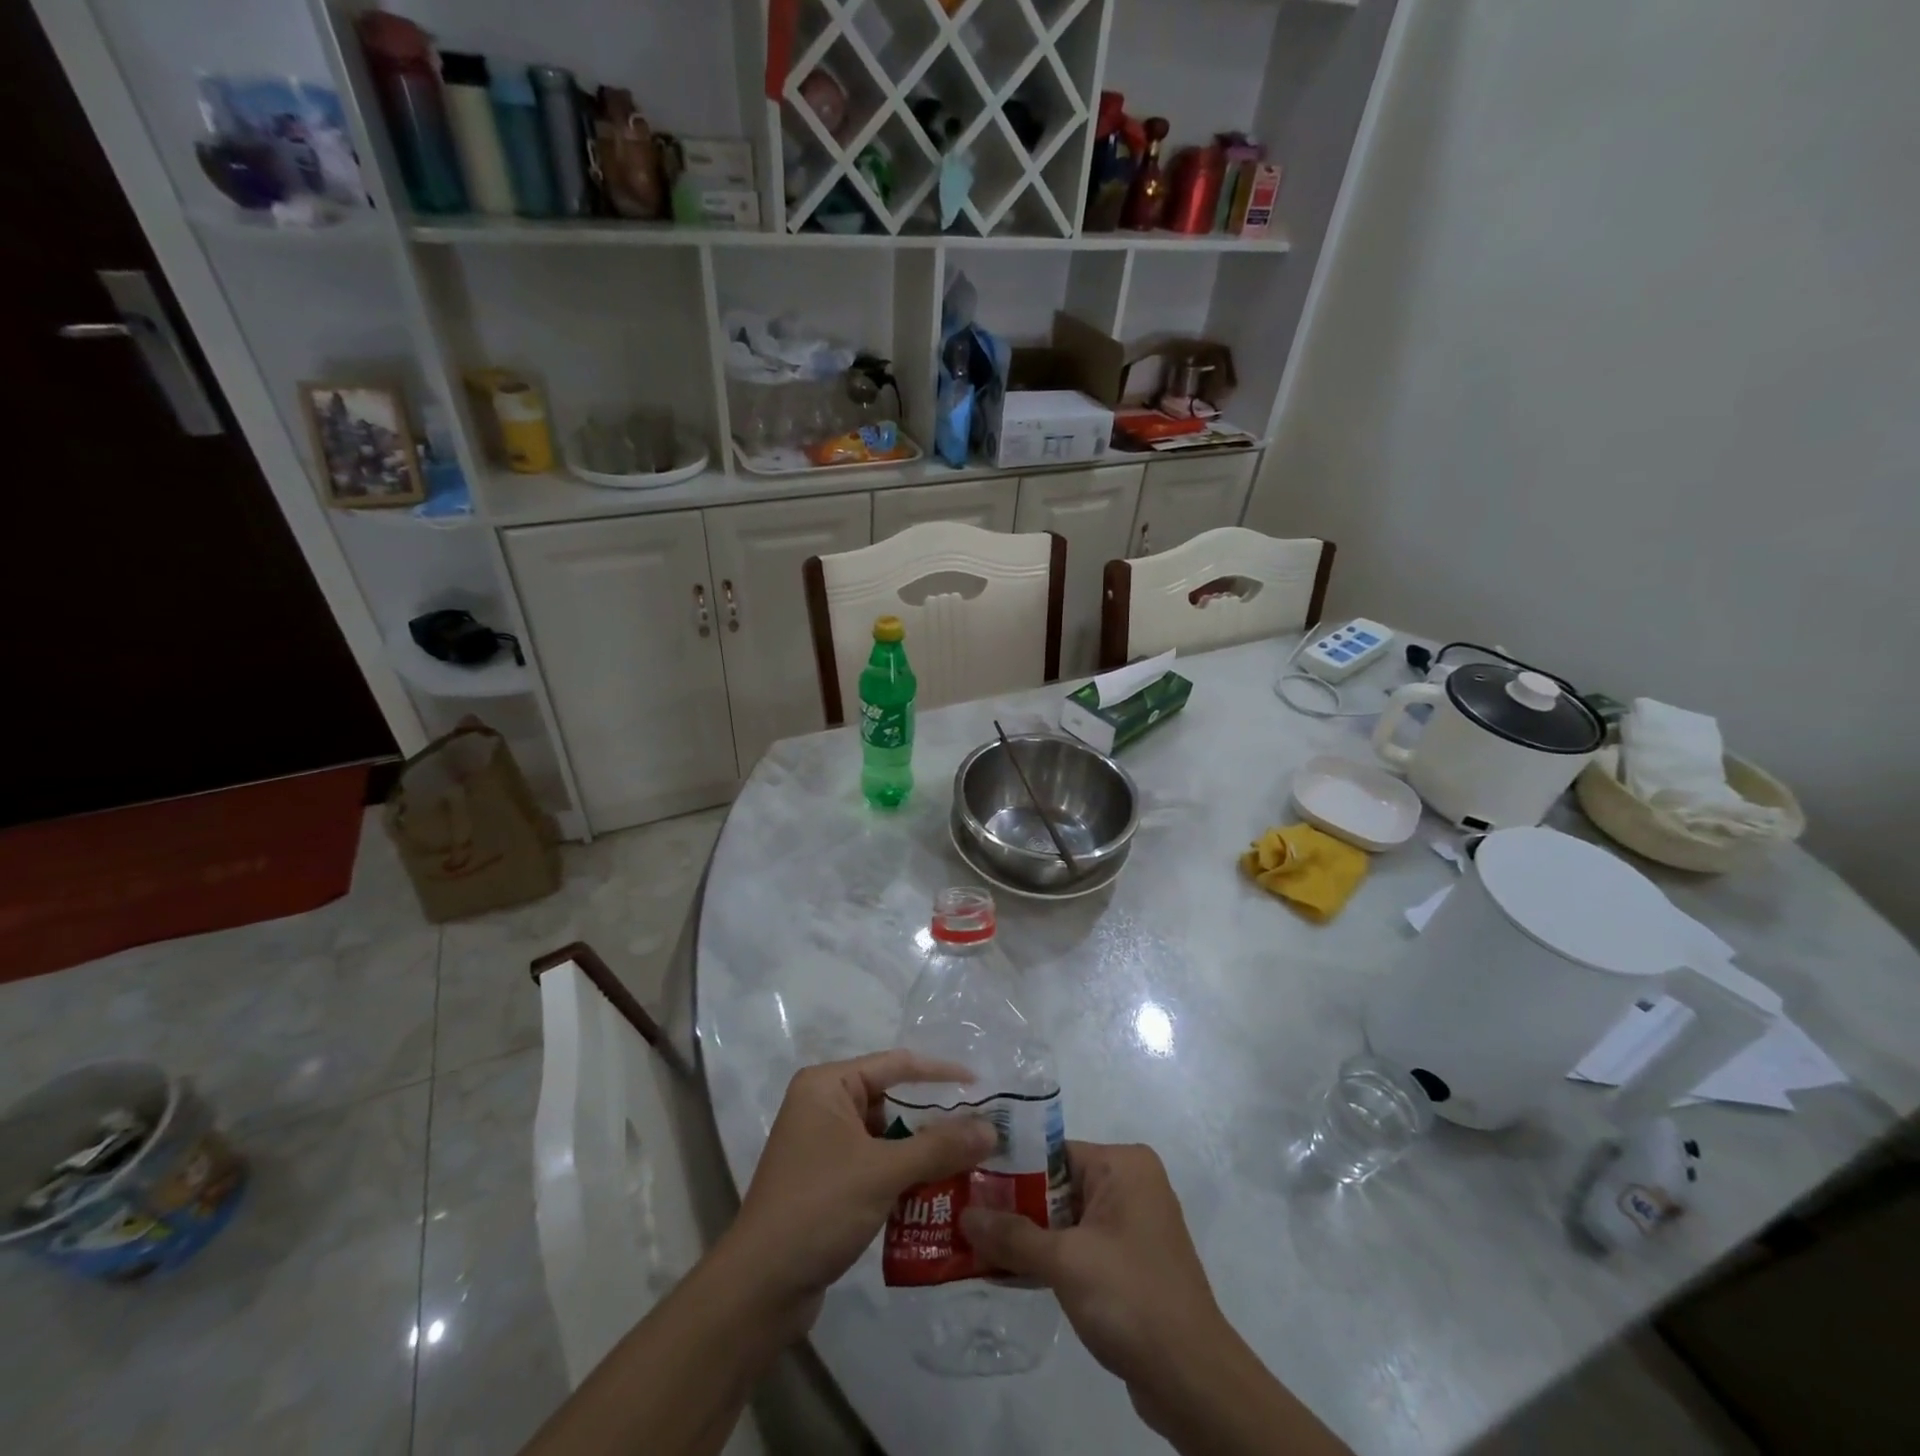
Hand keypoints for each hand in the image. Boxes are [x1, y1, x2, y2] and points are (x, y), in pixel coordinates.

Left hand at [723, 1050, 996, 1328]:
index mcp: (827, 1085)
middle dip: (935, 1118)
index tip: (981, 1084)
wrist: (760, 1289)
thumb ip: (939, 1147)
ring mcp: (824, 1145)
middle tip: (982, 1129)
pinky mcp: (828, 1181)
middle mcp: (823, 1105)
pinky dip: (905, 1175)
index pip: (896, 1065)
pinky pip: (877, 1164)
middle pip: (893, 1100)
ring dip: (923, 1151)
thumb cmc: (818, 1208)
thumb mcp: (883, 1172)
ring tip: (971, 1161)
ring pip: (887, 1136)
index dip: (940, 1073)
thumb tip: (991, 1128)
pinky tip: (940, 1192)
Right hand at [960, 1141, 1227, 1392]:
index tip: (968, 1181)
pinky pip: (1080, 1246)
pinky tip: (1009, 1272)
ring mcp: (1132, 1225)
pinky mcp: (1130, 1263)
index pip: (1053, 1151)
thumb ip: (1013, 1236)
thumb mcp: (1065, 1261)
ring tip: (976, 1244)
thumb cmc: (1130, 1297)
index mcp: (1124, 1164)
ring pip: (1066, 1219)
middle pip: (1057, 1185)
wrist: (1193, 1380)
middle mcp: (1131, 1184)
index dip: (1009, 1168)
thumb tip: (964, 1215)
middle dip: (1014, 1206)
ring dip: (1028, 1236)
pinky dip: (1049, 1258)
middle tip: (963, 1215)